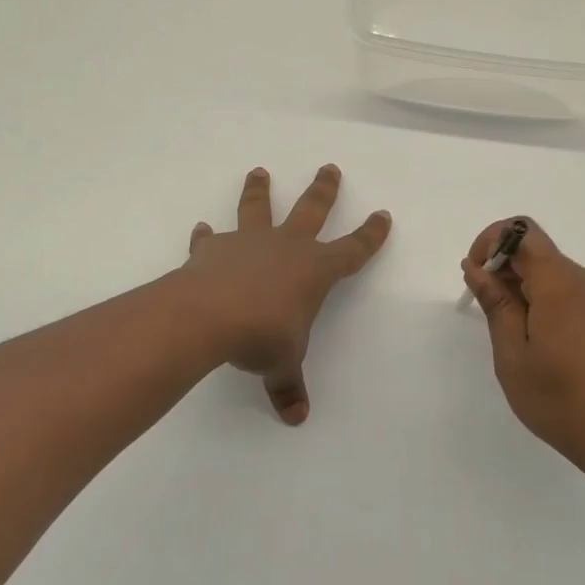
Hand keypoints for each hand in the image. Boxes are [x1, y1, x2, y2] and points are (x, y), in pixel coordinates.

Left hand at [182, 166, 390, 424]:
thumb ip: (289, 386)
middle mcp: (287, 247)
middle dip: (324, 190)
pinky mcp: (214, 249)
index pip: (353, 250)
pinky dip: (207, 236)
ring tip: (258, 171)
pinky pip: (212, 239)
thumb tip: (296, 417)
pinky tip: (202, 230)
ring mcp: (250, 242)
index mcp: (315, 270)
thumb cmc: (262, 336)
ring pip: (259, 208)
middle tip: (329, 167)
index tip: (383, 215)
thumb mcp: (282, 364)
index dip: (371, 234)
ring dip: (260, 190)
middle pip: (312, 210)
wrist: (209, 316)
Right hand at [462, 219, 584, 478]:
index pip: (522, 231)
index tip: (475, 275)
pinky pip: (572, 293)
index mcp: (560, 281)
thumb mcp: (512, 354)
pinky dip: (547, 303)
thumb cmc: (561, 400)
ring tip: (514, 338)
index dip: (491, 241)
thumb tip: (477, 268)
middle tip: (487, 314)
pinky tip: (543, 345)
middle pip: (537, 252)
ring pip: (553, 274)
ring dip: (524, 290)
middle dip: (504, 270)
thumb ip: (495, 303)